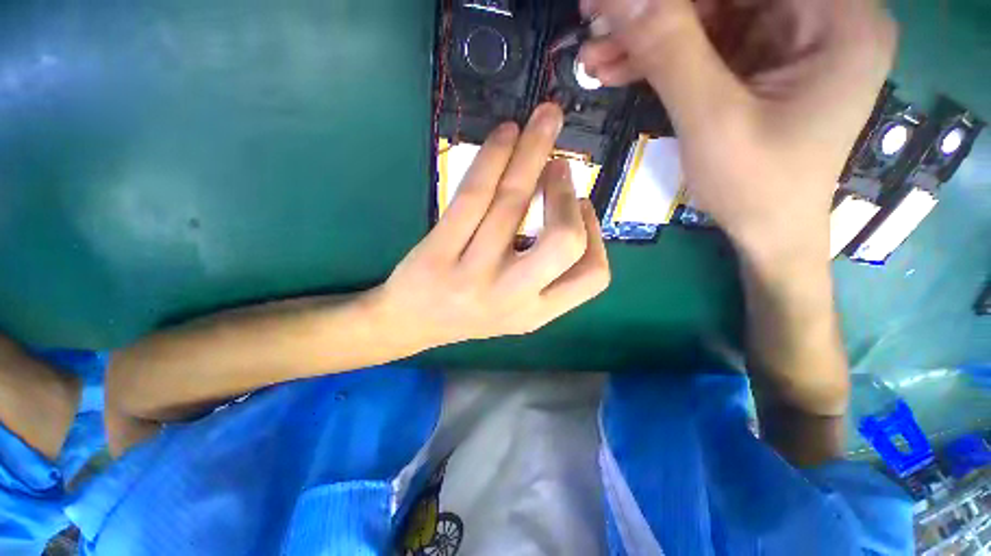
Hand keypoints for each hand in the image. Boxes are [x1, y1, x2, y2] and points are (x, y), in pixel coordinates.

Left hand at [376, 103, 610, 350]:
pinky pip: (473, 196)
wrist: (409, 324)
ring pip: (512, 203)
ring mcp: (472, 276)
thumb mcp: (515, 307)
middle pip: (563, 241)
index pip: (592, 277)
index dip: (596, 235)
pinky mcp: (437, 253)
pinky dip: (494, 157)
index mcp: (535, 314)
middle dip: (566, 195)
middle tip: (560, 167)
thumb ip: (546, 274)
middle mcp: (510, 298)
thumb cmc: (467, 313)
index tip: (581, 207)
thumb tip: (569, 210)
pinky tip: (506, 134)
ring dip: (533, 153)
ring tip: (542, 125)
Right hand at [580, 0, 896, 256]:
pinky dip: (656, 59)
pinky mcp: (758, 62)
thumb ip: (670, 53)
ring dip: (645, 38)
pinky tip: (616, 71)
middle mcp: (819, 15)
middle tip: (594, 22)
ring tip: (593, 58)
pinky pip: (701, 45)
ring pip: (705, 16)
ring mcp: (787, 38)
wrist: (767, 232)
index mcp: (837, 18)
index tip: (612, 2)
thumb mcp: (712, 120)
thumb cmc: (756, 187)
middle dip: (654, 10)